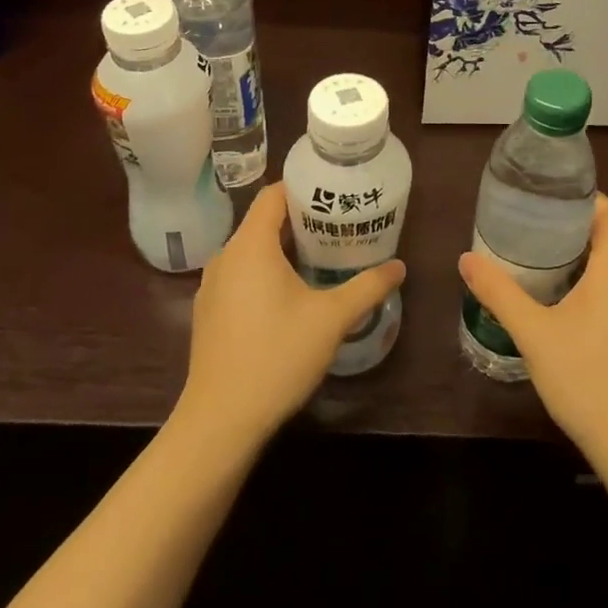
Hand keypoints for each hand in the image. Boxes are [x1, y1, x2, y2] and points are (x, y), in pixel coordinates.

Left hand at [175, 183, 404, 449]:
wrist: (220, 420)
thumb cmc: (277, 356)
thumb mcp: (331, 319)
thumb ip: (367, 287)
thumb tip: (399, 267)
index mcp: (251, 245)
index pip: (274, 194)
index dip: (304, 187)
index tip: (335, 193)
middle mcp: (225, 256)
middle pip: (264, 221)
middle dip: (302, 220)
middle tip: (340, 227)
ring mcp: (212, 285)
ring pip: (252, 250)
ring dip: (284, 249)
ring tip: (322, 258)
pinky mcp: (208, 311)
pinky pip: (240, 275)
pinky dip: (265, 272)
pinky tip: (290, 296)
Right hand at [459, 193, 607, 468]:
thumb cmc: (588, 380)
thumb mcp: (534, 334)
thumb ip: (500, 293)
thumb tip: (466, 260)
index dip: (580, 198)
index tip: (545, 201)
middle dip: (572, 229)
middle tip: (531, 232)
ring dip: (584, 259)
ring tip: (543, 265)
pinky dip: (597, 284)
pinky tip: (568, 306)